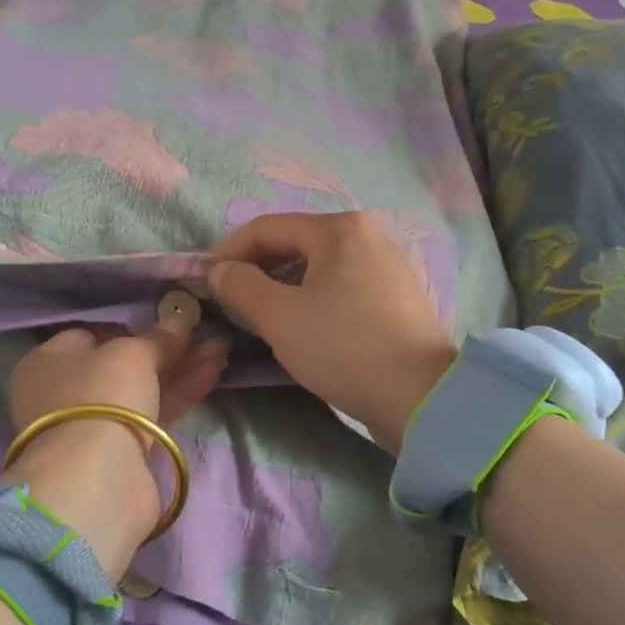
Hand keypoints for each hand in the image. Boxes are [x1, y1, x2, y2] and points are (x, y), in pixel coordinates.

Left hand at [3, 315, 227, 580]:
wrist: (97, 479)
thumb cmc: (101, 396)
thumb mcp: (131, 354)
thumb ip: (158, 338)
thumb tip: (179, 319)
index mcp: (47, 363)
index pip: (89, 336)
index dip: (127, 327)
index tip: (162, 322)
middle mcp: (65, 393)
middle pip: (121, 364)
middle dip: (164, 349)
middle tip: (202, 333)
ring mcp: (94, 425)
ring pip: (143, 389)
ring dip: (180, 369)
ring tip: (220, 348)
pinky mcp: (123, 452)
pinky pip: (155, 412)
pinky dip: (182, 392)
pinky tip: (213, 370)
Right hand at [210, 211, 459, 450]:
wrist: (420, 396)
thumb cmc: (342, 345)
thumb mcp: (279, 315)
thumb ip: (240, 285)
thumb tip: (219, 271)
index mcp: (339, 229)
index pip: (266, 228)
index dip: (228, 252)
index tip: (204, 280)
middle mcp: (366, 236)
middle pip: (294, 244)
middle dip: (256, 270)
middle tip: (229, 301)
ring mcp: (386, 266)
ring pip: (317, 268)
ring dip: (281, 287)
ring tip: (259, 316)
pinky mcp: (395, 298)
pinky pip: (340, 288)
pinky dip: (311, 300)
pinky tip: (301, 327)